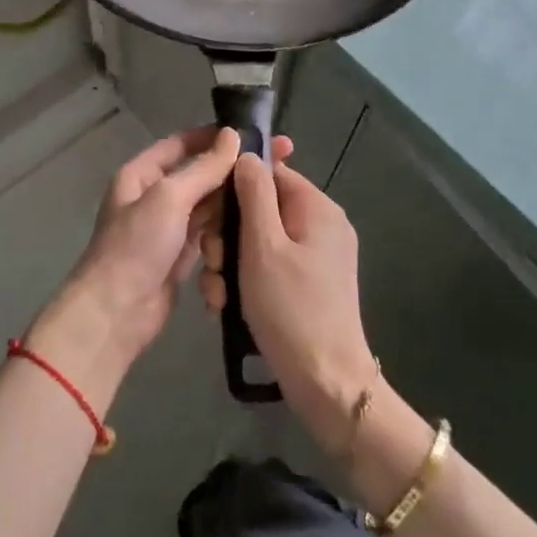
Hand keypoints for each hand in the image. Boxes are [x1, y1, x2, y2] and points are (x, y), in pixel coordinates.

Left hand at [29, 127, 291, 405]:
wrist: (116, 313)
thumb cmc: (137, 246)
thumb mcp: (169, 198)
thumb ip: (203, 168)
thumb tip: (232, 136)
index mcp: (141, 173)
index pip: (183, 143)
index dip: (217, 136)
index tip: (255, 133)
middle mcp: (154, 195)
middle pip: (200, 173)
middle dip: (233, 169)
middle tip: (278, 162)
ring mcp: (168, 226)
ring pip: (208, 204)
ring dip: (233, 201)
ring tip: (272, 193)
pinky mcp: (181, 254)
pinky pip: (210, 232)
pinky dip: (226, 230)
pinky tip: (254, 225)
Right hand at [199, 153, 377, 452]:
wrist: (326, 383)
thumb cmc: (291, 307)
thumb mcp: (263, 245)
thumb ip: (254, 194)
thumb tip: (247, 153)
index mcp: (318, 208)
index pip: (270, 173)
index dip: (235, 189)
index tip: (211, 217)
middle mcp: (321, 226)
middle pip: (262, 209)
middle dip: (228, 235)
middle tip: (214, 265)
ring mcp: (317, 258)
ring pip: (260, 242)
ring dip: (231, 263)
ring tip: (217, 294)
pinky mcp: (309, 285)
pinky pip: (270, 267)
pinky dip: (246, 281)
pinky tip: (226, 306)